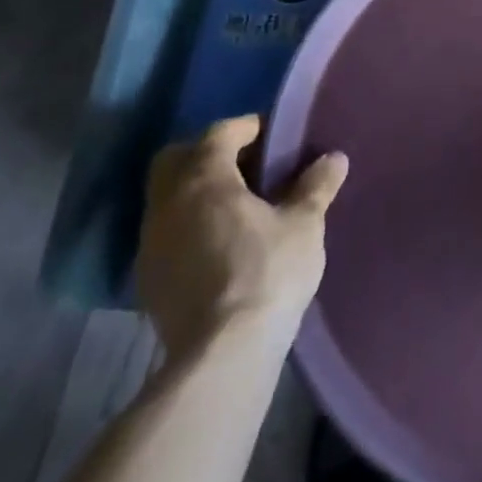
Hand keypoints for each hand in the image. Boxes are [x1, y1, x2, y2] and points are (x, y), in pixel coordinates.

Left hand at [136, 115, 348, 363]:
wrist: (223, 353)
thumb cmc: (268, 272)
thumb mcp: (304, 224)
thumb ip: (315, 186)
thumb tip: (334, 158)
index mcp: (204, 180)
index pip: (219, 133)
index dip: (247, 128)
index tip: (275, 136)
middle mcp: (168, 204)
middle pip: (177, 160)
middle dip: (208, 154)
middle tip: (248, 166)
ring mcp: (151, 243)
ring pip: (167, 198)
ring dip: (196, 192)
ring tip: (237, 207)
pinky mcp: (148, 279)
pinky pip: (166, 233)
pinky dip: (188, 225)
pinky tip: (219, 244)